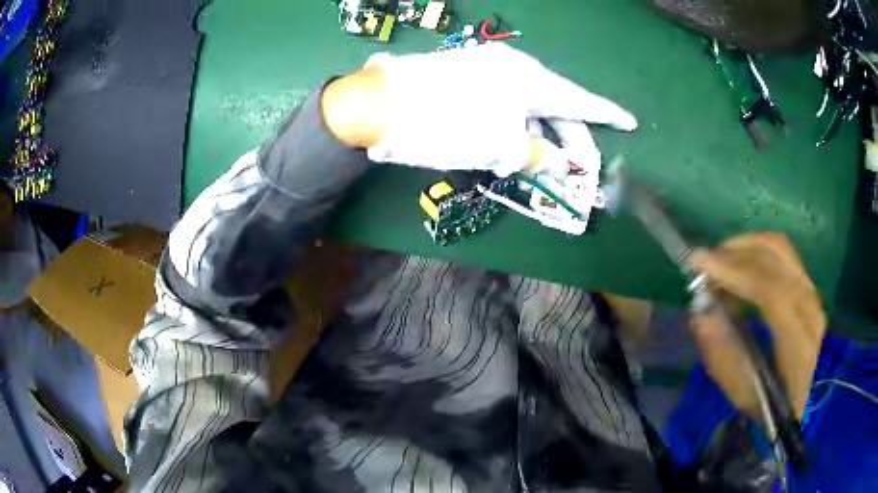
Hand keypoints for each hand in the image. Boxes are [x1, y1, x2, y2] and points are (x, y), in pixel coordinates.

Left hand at [323, 43, 635, 175]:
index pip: (581, 101)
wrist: (381, 104)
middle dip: (570, 141)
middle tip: (579, 171)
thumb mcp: (502, 148)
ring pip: (528, 109)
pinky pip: (504, 106)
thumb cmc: (449, 125)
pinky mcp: (466, 79)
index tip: (630, 123)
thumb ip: (540, 157)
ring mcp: (488, 71)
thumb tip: (562, 164)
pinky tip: (510, 151)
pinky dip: (513, 130)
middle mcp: (515, 70)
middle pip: (555, 107)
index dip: (608, 116)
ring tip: (543, 170)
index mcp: (532, 80)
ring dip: (538, 140)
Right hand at [688, 233, 825, 419]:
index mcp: (799, 340)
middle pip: (776, 254)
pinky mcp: (809, 284)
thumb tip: (701, 315)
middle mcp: (810, 304)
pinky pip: (783, 255)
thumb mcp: (747, 395)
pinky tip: (742, 269)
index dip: (735, 272)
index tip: (698, 263)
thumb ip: (723, 357)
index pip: (770, 291)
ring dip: (746, 247)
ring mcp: (813, 289)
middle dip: (736, 250)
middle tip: (707, 263)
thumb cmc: (778, 403)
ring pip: (780, 247)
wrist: (814, 398)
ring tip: (722, 263)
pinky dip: (758, 253)